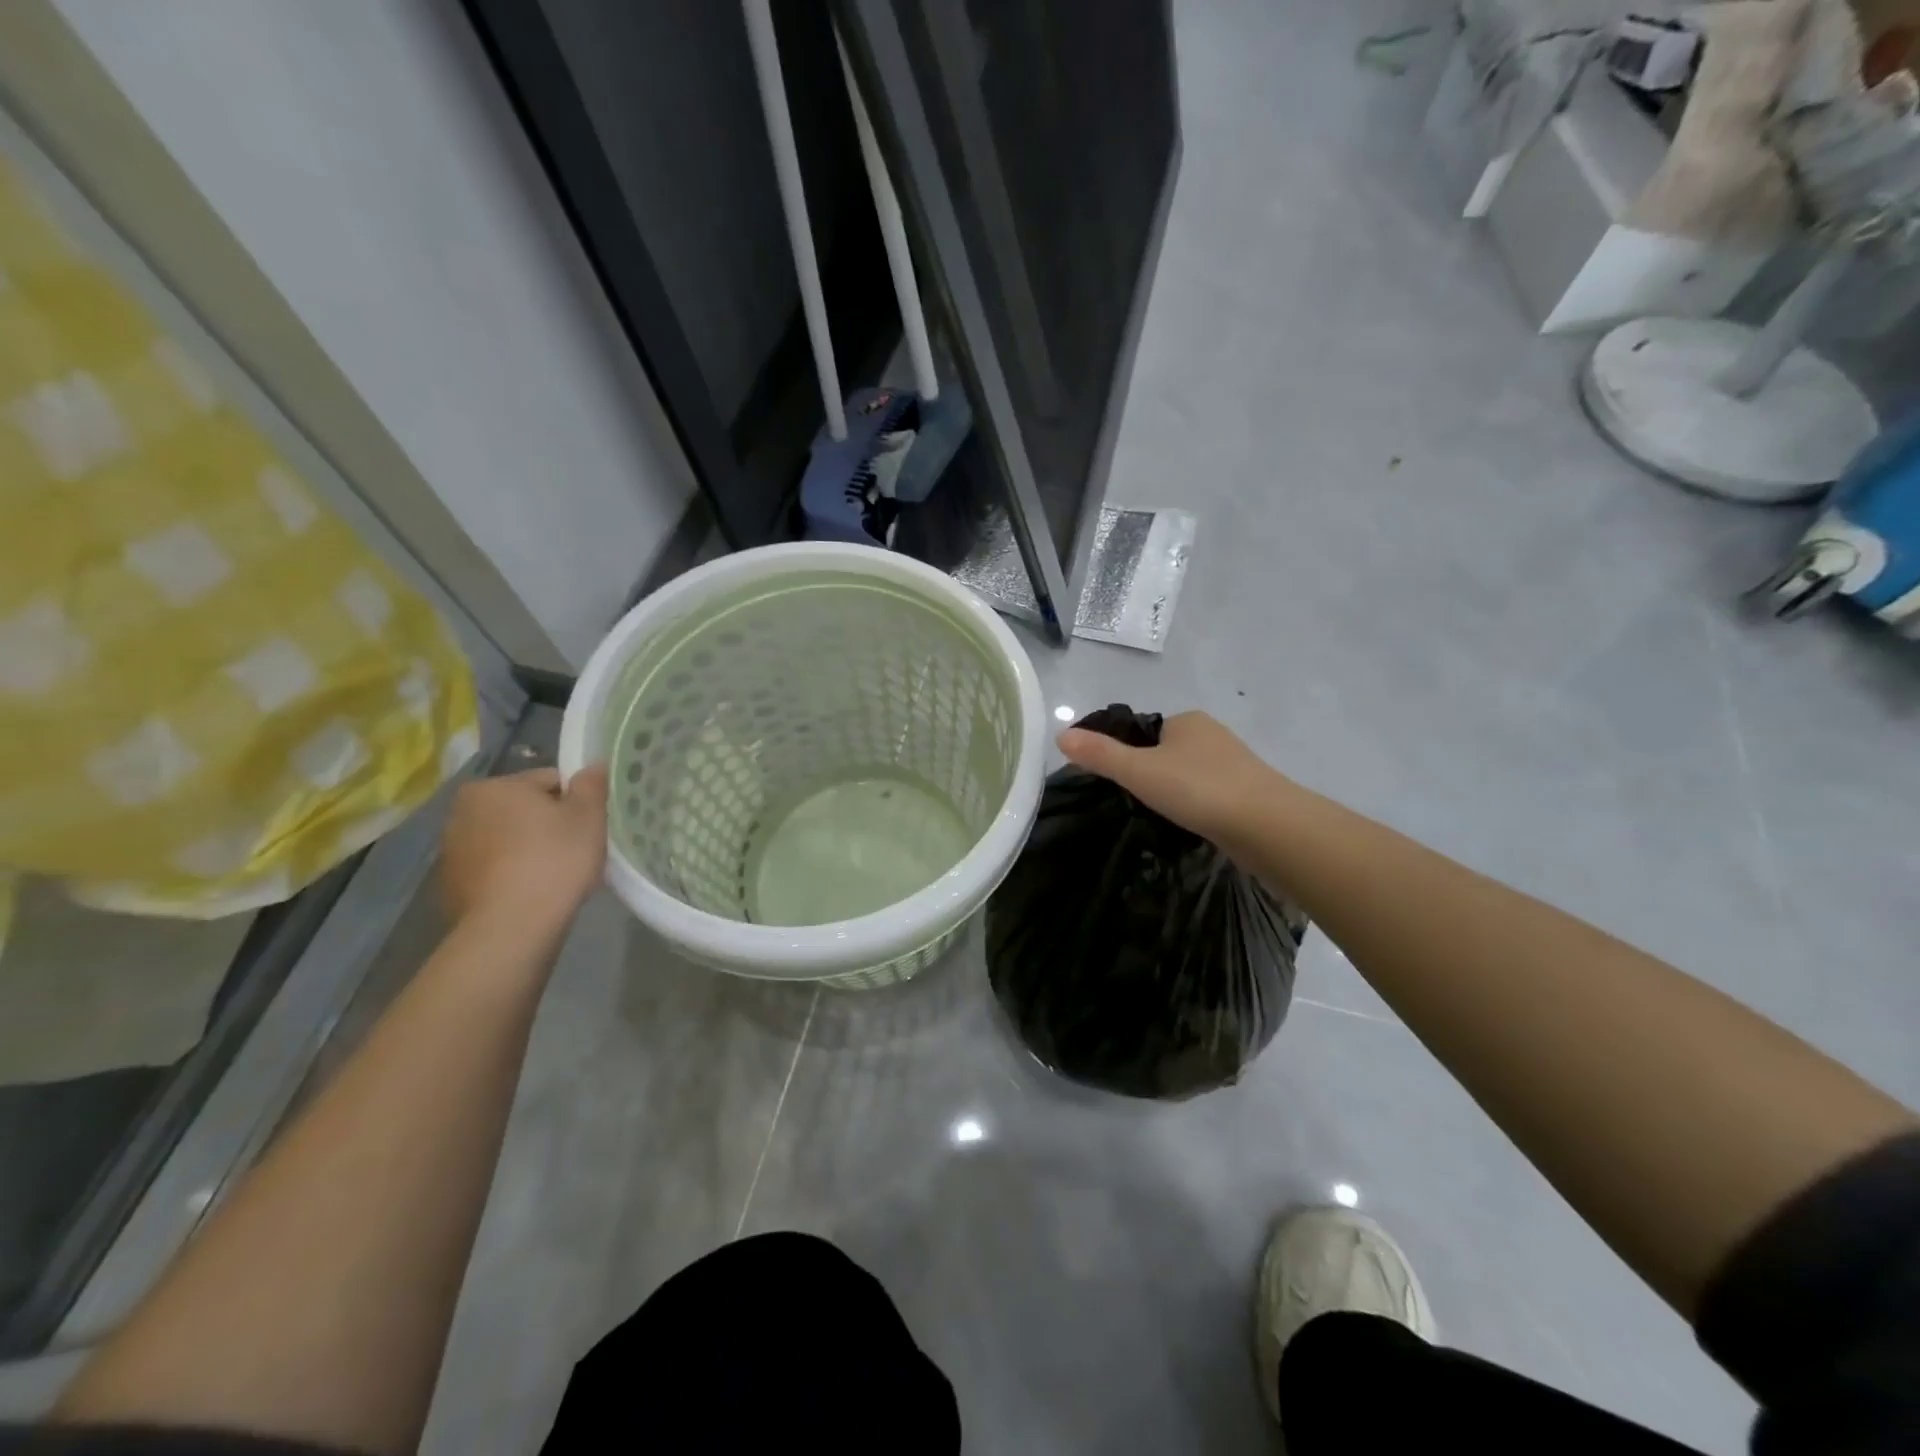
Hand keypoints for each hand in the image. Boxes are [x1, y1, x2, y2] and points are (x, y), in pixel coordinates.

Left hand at [437, 765, 608, 930]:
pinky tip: (530, 892)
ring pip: (505, 839)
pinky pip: (492, 868)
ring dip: (527, 848)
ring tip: (552, 875)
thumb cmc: (554, 860)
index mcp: (493, 787)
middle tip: (573, 851)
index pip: (548, 781)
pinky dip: (510, 874)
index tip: (587, 827)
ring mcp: (451, 850)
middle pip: (522, 809)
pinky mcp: (450, 885)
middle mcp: (462, 811)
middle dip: (546, 824)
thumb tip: (593, 764)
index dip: (575, 802)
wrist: (511, 926)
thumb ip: (591, 785)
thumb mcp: (588, 817)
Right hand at [1057, 711, 1281, 846]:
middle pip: (1167, 752)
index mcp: (1186, 720)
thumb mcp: (1138, 771)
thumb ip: (1100, 755)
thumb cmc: (1198, 789)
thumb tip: (1061, 734)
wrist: (1268, 826)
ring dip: (1176, 792)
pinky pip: (1210, 794)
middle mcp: (1212, 734)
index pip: (1143, 731)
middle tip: (1134, 803)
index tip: (1116, 782)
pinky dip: (1197, 806)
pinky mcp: (1249, 792)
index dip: (1126, 753)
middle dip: (1152, 774)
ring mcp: (1235, 763)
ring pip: (1190, 774)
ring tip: (1160, 818)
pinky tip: (1190, 825)